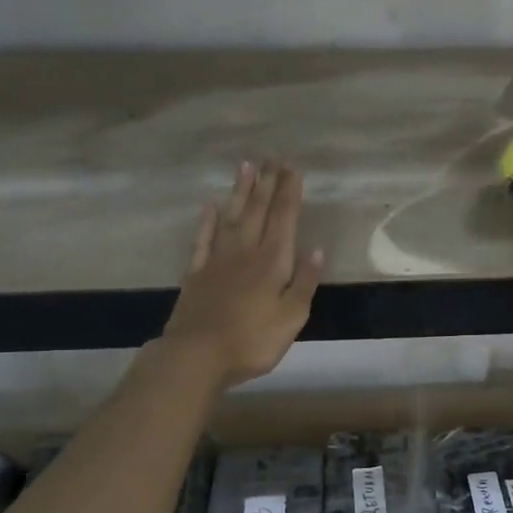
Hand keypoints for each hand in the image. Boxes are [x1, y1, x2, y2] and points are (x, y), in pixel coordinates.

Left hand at [162, 161, 323, 386]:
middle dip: (268, 184)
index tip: (293, 169)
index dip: (289, 193)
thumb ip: (304, 282)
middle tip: (273, 158)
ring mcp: (217, 261)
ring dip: (240, 192)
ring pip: (231, 218)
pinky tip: (209, 206)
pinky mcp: (196, 274)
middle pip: (258, 211)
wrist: (197, 355)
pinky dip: (206, 222)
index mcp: (272, 262)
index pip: (284, 220)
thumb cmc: (252, 340)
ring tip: (246, 167)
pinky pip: (203, 240)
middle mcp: (245, 252)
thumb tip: (317, 249)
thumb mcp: (292, 317)